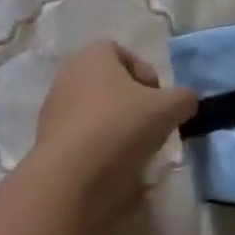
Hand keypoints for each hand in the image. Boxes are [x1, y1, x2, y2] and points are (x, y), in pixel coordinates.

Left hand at [33, 41, 197, 227]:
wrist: (69, 179)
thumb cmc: (120, 127)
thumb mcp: (168, 109)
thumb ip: (184, 98)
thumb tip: (186, 101)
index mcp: (93, 55)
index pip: (124, 54)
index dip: (147, 75)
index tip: (158, 101)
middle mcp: (68, 74)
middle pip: (110, 84)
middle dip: (133, 103)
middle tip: (150, 125)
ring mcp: (53, 109)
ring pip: (96, 112)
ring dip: (117, 127)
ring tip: (134, 151)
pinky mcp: (47, 142)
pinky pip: (83, 138)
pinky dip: (99, 149)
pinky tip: (113, 168)